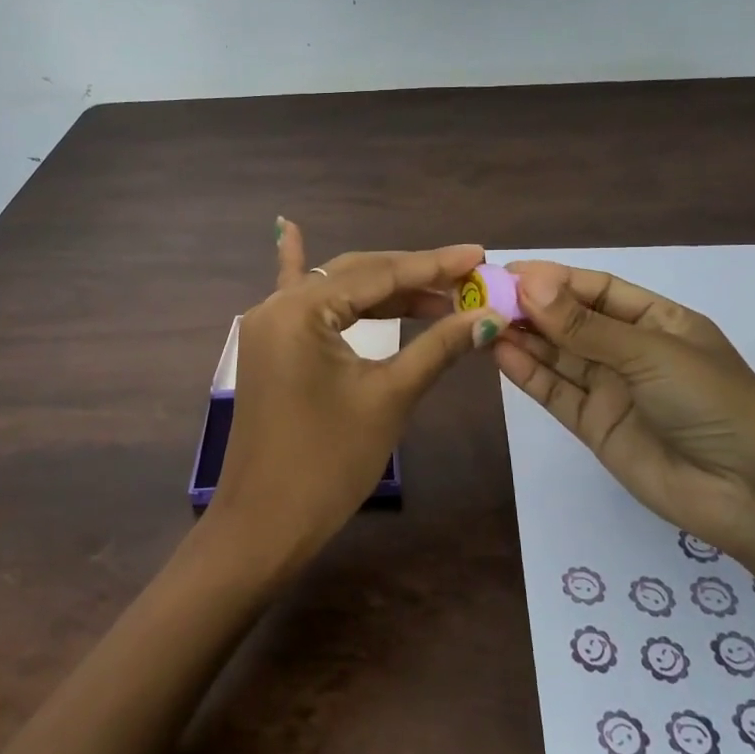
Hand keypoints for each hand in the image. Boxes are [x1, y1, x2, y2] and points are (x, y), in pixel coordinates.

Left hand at [204, 220, 505, 573]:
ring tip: (436, 293)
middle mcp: (276, 305)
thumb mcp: (389, 398)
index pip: (378, 275)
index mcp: (300, 310)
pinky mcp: (269, 347)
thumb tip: (488, 317)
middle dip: (411, 276)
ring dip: (381, 289)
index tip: (478, 255)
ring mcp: (267, 325)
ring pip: (334, 291)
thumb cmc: (329, 463)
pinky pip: (293, 301)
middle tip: (466, 279)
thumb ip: (437, 347)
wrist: (266, 524)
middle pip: (355, 275)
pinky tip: (291, 229)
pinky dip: (299, 266)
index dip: (433, 266)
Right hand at [492, 260, 754, 552]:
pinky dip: (528, 373)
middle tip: (482, 295)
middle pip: (572, 321)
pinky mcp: (595, 426)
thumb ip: (584, 325)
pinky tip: (499, 353)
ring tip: (481, 321)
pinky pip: (556, 392)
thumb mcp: (649, 353)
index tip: (507, 272)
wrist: (750, 494)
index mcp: (658, 321)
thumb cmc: (712, 402)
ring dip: (523, 338)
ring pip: (558, 356)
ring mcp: (612, 390)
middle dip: (531, 308)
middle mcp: (631, 351)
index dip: (553, 279)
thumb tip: (528, 284)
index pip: (597, 290)